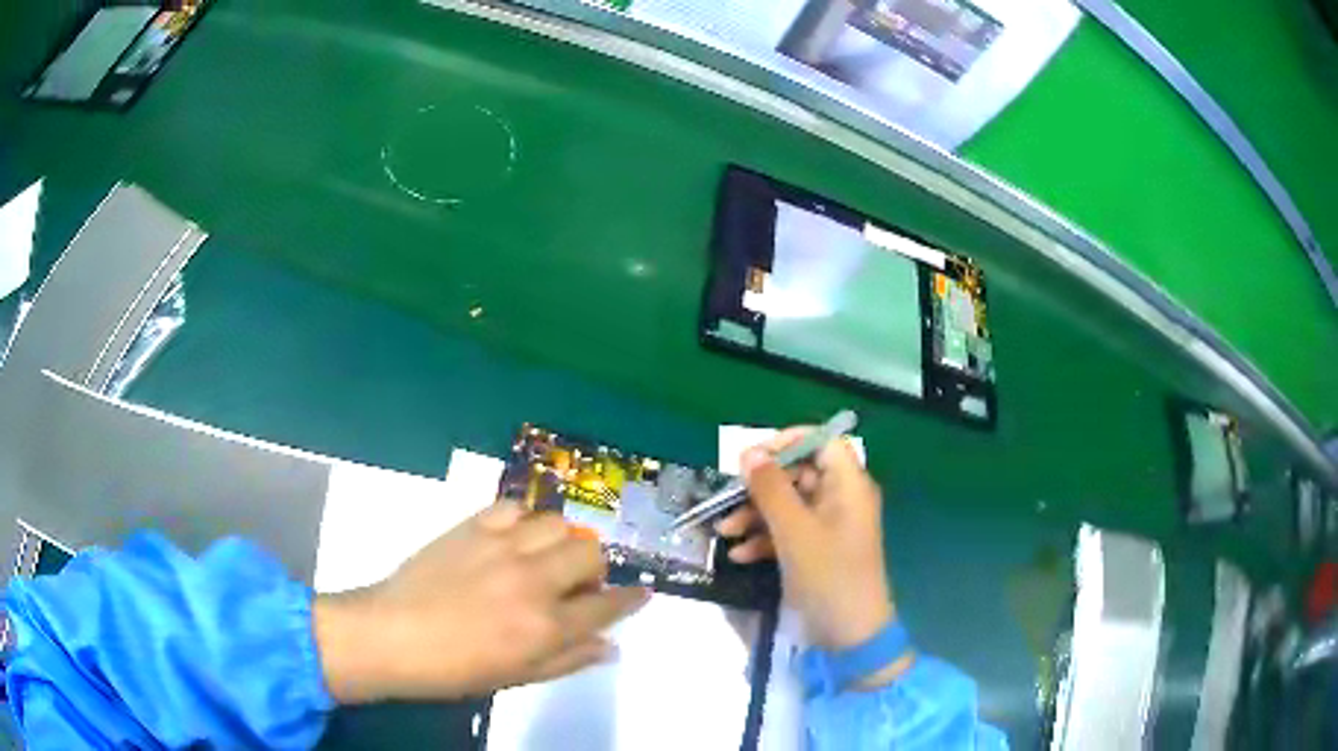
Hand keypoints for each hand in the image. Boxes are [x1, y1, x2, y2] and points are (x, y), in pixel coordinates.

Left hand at [313, 503, 649, 703]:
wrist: (392, 635)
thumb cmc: (455, 669)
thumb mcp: (517, 676)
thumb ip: (569, 659)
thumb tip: (610, 646)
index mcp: (546, 626)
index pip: (608, 605)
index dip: (630, 599)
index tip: (641, 593)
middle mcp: (533, 580)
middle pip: (590, 551)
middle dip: (594, 567)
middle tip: (575, 583)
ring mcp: (502, 547)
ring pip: (557, 522)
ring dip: (560, 541)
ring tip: (543, 557)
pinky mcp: (472, 526)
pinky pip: (514, 506)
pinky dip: (522, 520)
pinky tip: (511, 537)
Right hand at [716, 429, 903, 679]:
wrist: (849, 635)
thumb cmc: (828, 575)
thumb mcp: (794, 531)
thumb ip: (770, 489)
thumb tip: (749, 452)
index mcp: (848, 485)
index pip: (822, 443)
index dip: (788, 442)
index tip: (752, 456)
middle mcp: (841, 500)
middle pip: (799, 474)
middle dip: (761, 487)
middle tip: (729, 498)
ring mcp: (828, 528)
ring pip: (788, 505)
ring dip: (755, 515)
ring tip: (723, 531)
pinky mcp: (816, 552)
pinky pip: (788, 533)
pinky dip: (764, 539)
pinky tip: (739, 555)